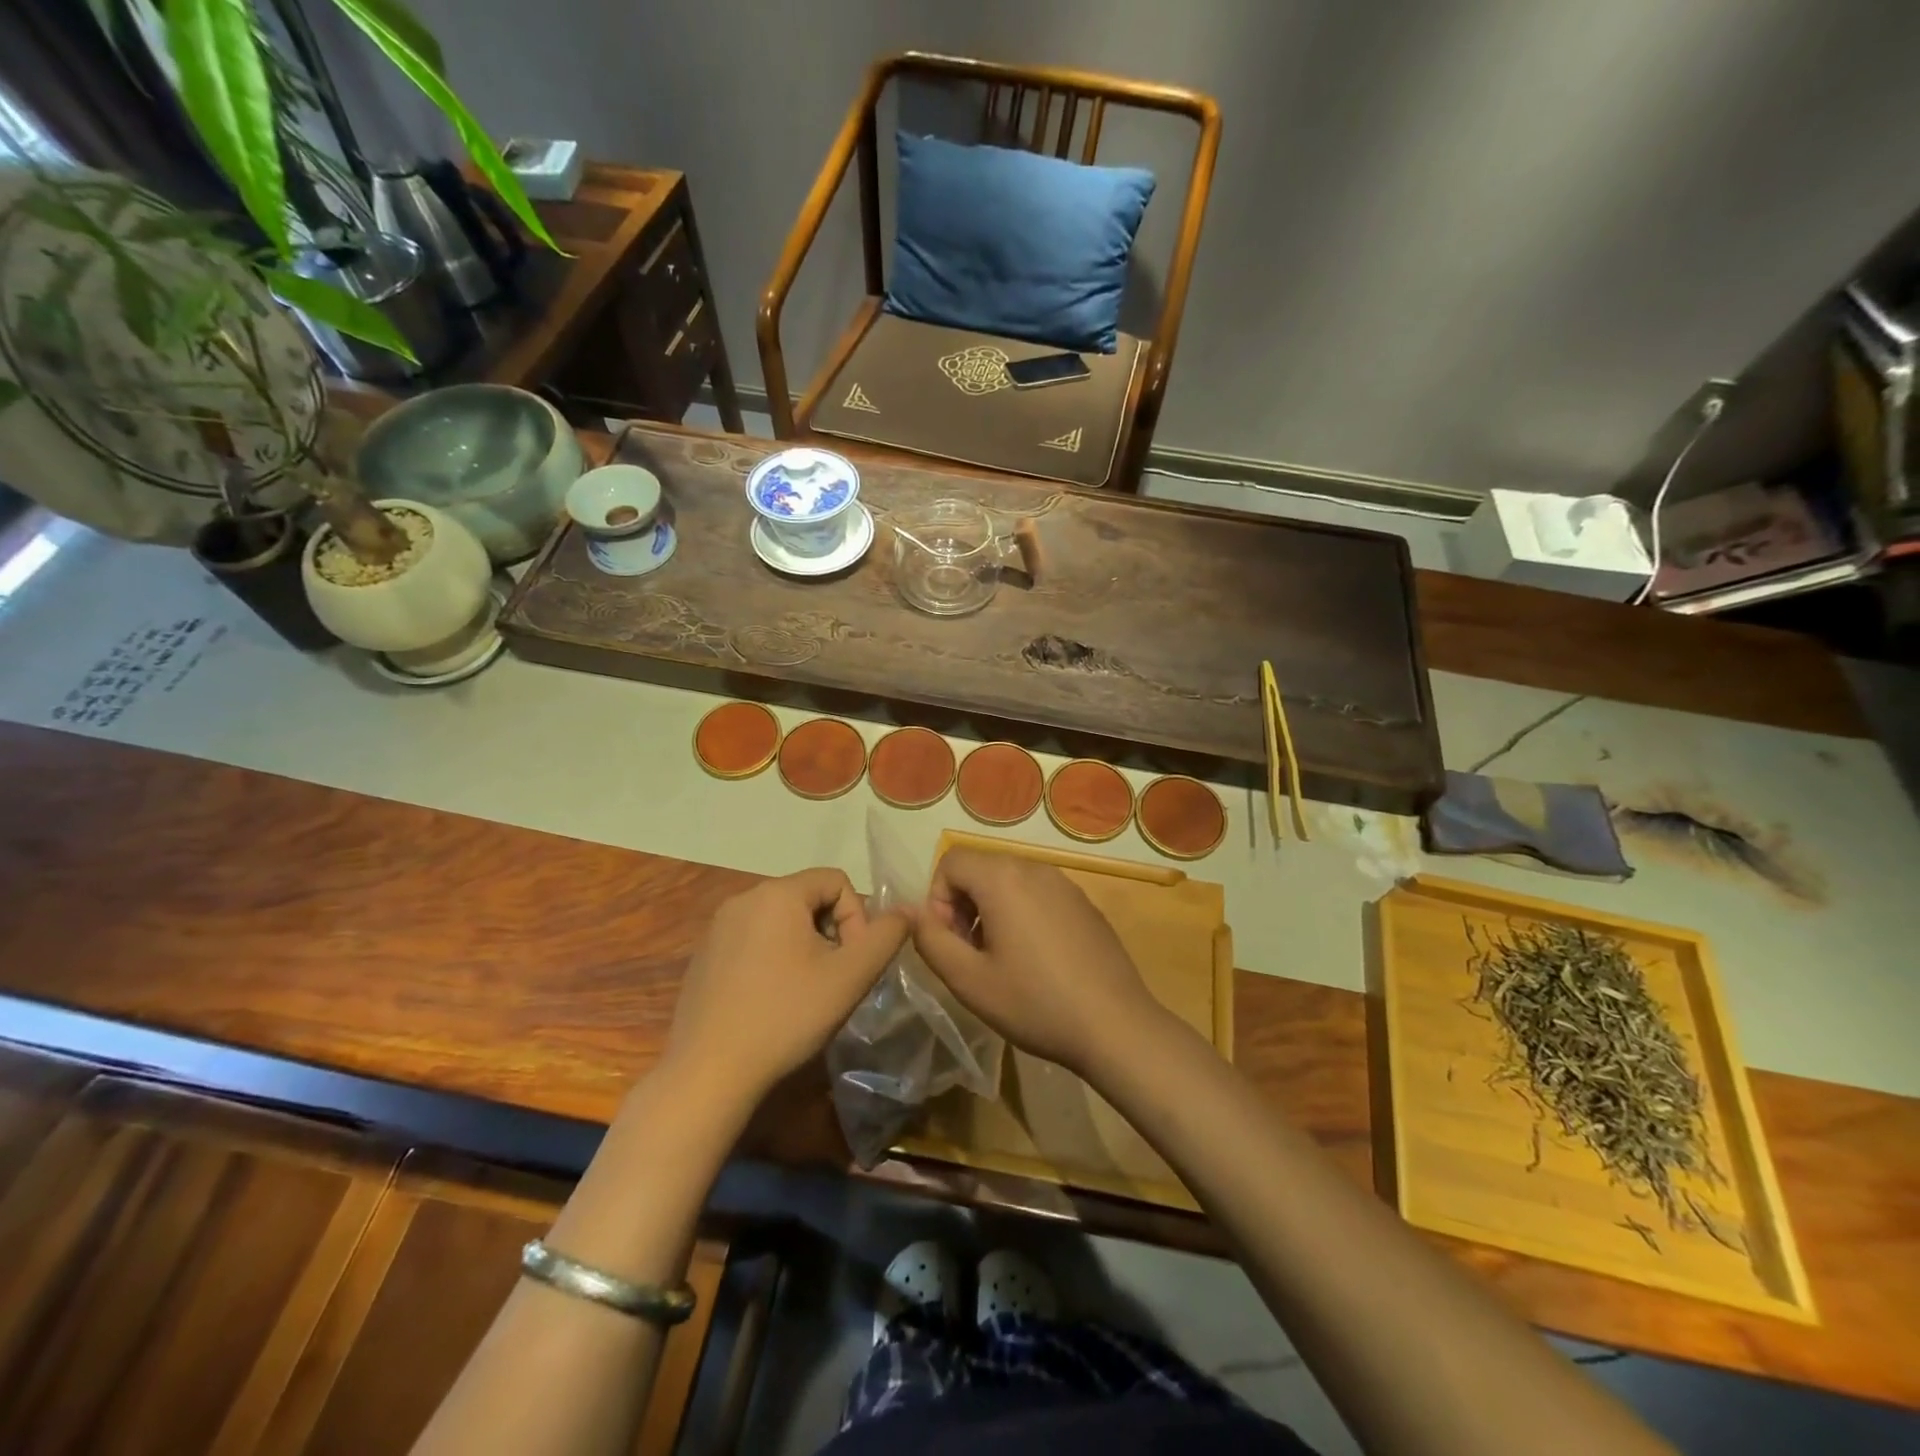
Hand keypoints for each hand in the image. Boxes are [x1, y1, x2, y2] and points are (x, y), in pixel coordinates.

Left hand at [667, 869, 907, 1106]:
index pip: (836, 880)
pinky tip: (771, 1002)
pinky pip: (753, 941)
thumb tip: (906, 911)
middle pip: (808, 898)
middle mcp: (743, 898)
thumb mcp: (850, 976)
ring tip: (805, 992)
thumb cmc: (786, 1017)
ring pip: (781, 921)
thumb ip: (886, 936)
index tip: (852, 962)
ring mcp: (717, 928)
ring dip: (804, 947)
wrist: (708, 1074)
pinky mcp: (704, 956)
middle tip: (834, 980)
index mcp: (777, 893)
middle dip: (831, 932)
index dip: (857, 917)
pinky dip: (773, 960)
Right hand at [909, 848, 1165, 1076]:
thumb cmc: (1035, 1003)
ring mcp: (1065, 884)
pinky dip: (1024, 916)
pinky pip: (1039, 896)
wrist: (1115, 1026)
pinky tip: (1038, 963)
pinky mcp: (1085, 904)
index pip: (951, 862)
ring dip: (992, 912)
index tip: (950, 943)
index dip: (938, 900)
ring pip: (1010, 882)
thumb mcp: (968, 980)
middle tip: (972, 955)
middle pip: (981, 869)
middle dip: (963, 906)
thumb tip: (912, 911)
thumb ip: (930, 940)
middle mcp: (1035, 868)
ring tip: (1003, 962)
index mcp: (1003, 878)